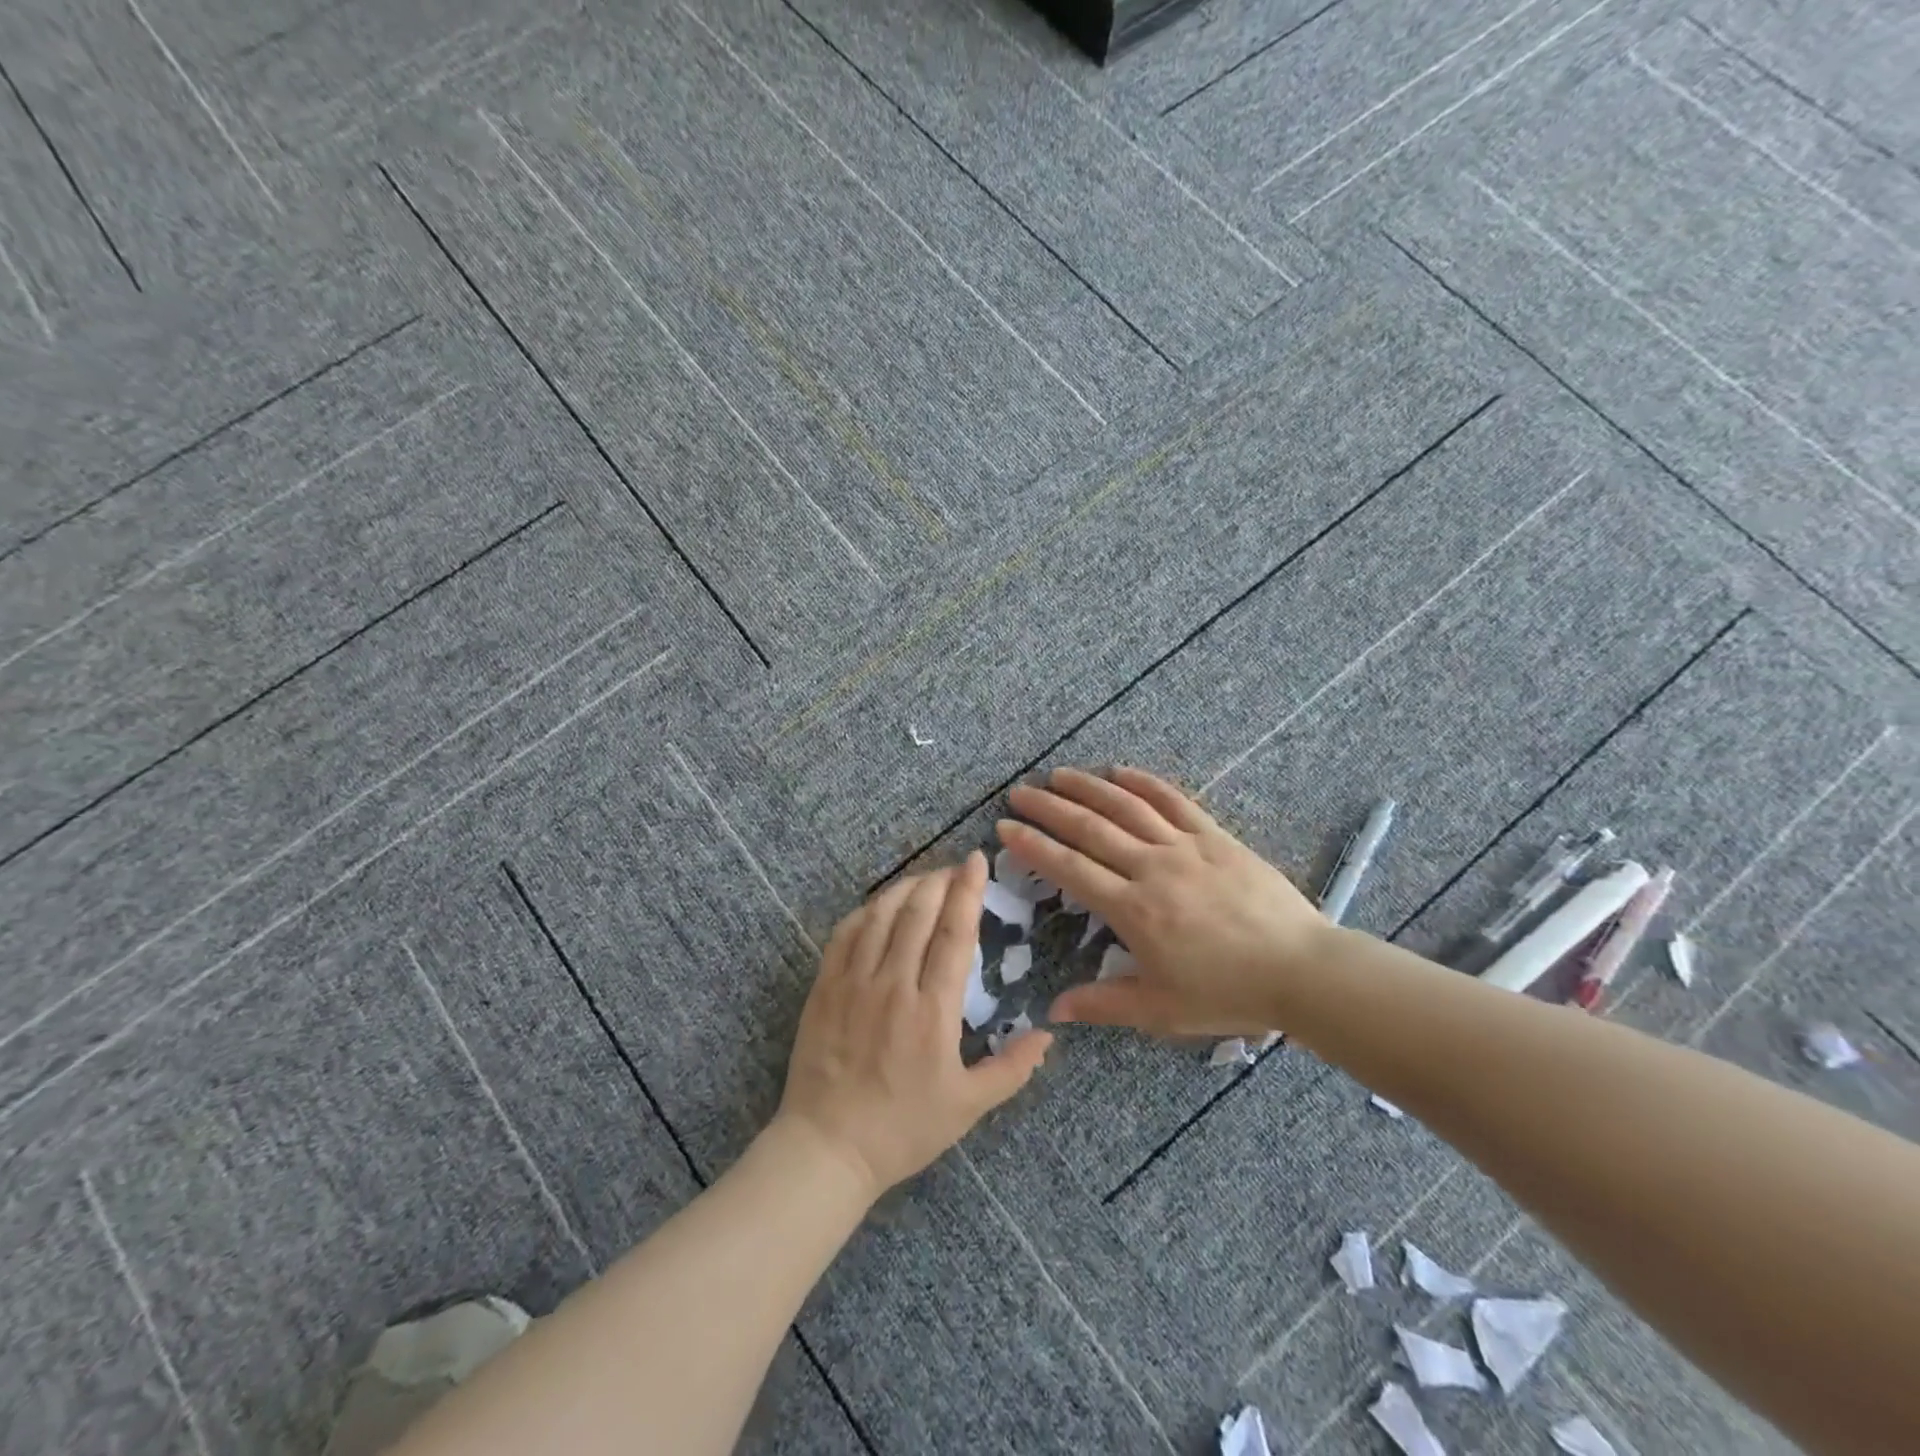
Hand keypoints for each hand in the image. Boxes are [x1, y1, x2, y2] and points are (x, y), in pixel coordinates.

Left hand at [776, 852, 1052, 1198]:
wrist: (827, 1149)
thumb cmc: (903, 1129)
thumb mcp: (968, 1106)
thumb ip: (1011, 1068)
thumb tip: (1048, 1035)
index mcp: (932, 1010)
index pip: (954, 933)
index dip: (967, 891)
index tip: (976, 861)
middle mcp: (893, 985)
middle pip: (918, 912)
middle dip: (939, 880)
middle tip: (954, 869)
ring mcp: (853, 982)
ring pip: (881, 915)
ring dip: (905, 888)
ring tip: (923, 880)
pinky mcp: (824, 988)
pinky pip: (845, 933)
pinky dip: (866, 910)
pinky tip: (879, 906)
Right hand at [998, 767, 1327, 1036]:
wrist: (1300, 969)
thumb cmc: (1228, 993)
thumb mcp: (1160, 1009)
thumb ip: (1103, 1005)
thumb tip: (1052, 1010)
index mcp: (1133, 910)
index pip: (1070, 868)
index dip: (1033, 846)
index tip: (1006, 827)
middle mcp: (1151, 868)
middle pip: (1090, 828)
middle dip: (1049, 808)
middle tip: (1019, 792)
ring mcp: (1184, 846)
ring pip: (1126, 806)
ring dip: (1088, 786)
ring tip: (1058, 774)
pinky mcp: (1214, 836)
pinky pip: (1173, 800)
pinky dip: (1144, 783)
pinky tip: (1120, 771)